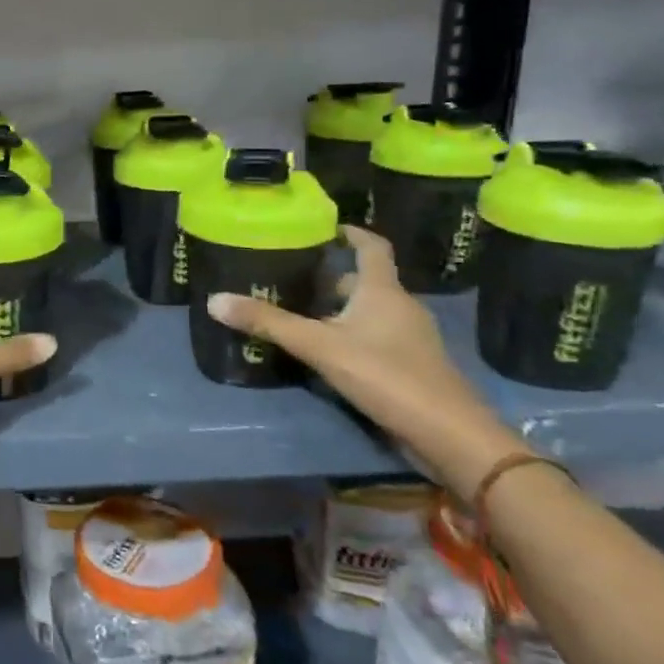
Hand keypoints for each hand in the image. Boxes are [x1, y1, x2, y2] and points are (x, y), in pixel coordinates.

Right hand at [205, 225, 521, 496]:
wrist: (449, 435)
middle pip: (366, 282)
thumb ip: (269, 323)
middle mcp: (401, 307)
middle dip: (333, 278)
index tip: (328, 228)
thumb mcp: (319, 346)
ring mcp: (411, 339)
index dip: (352, 233)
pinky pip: (378, 338)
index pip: (372, 247)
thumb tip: (214, 300)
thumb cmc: (386, 375)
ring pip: (371, 312)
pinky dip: (353, 336)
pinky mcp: (412, 367)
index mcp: (383, 291)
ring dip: (341, 310)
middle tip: (294, 278)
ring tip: (302, 314)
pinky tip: (328, 353)